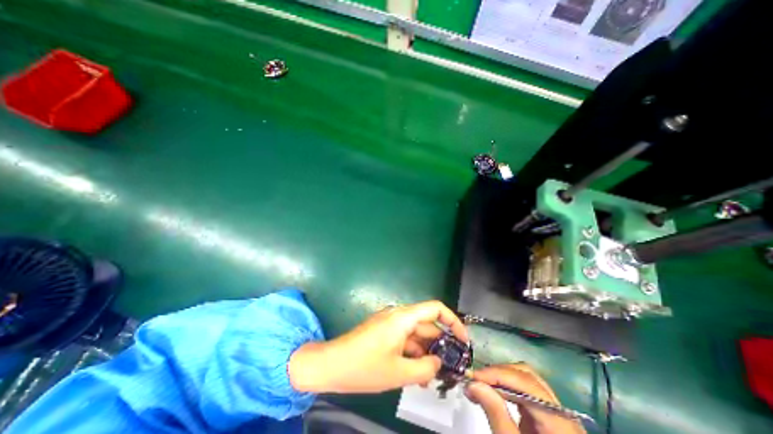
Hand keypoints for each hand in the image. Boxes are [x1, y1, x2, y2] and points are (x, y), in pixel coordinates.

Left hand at [289, 301, 463, 392]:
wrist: (331, 364)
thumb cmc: (364, 366)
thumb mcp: (398, 372)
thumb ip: (425, 368)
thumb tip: (439, 362)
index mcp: (403, 317)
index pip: (435, 309)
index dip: (452, 321)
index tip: (463, 340)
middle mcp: (398, 315)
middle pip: (427, 324)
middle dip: (440, 344)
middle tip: (451, 367)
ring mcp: (390, 323)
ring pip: (416, 334)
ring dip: (426, 352)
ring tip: (435, 376)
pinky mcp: (384, 331)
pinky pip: (405, 339)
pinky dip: (413, 353)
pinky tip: (418, 373)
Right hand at [464, 362, 586, 433]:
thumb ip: (496, 414)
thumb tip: (473, 383)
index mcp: (561, 421)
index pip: (525, 382)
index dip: (496, 374)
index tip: (472, 376)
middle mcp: (562, 411)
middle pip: (526, 375)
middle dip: (497, 373)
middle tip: (474, 380)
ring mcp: (556, 411)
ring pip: (524, 378)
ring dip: (499, 377)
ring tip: (481, 383)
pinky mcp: (546, 413)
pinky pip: (524, 389)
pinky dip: (506, 386)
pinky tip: (493, 390)